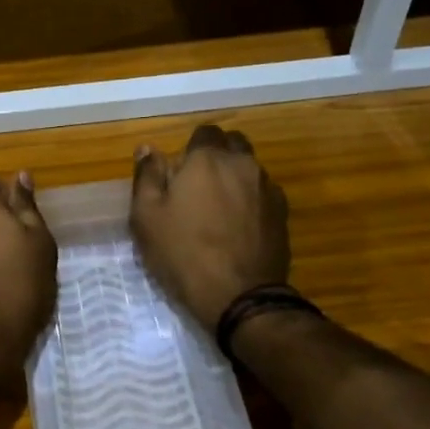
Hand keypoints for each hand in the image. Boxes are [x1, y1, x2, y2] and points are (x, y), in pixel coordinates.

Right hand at [131, 124, 290, 327]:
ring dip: (236, 178)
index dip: (192, 148)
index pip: (205, 132)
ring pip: (250, 169)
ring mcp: (267, 189)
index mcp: (208, 159)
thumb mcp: (146, 216)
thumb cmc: (183, 253)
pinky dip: (252, 200)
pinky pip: (264, 194)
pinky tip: (239, 226)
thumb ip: (147, 176)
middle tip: (199, 185)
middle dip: (218, 156)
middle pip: (233, 144)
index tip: (180, 172)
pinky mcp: (283, 214)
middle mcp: (243, 164)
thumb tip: (148, 148)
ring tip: (220, 209)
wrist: (239, 296)